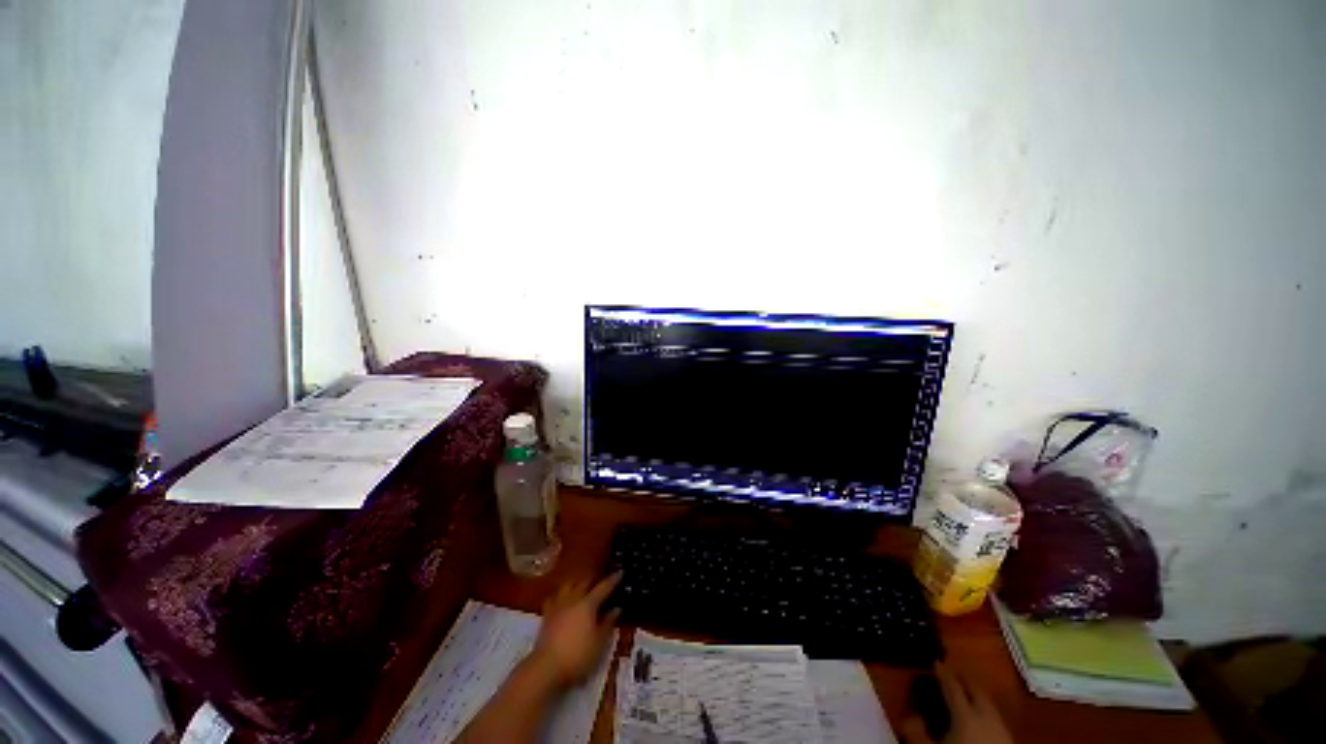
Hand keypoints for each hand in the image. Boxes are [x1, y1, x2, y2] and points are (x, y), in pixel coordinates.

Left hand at [526, 573, 621, 688]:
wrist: (546, 668)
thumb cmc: (578, 656)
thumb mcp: (599, 643)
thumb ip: (608, 623)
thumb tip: (616, 609)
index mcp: (588, 604)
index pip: (603, 587)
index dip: (613, 580)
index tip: (621, 572)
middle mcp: (573, 599)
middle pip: (584, 582)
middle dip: (593, 578)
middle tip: (601, 578)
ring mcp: (558, 606)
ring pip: (568, 585)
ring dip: (576, 582)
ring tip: (581, 583)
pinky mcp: (546, 615)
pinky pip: (553, 597)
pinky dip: (560, 594)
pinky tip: (561, 598)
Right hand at [902, 662, 1013, 743]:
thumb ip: (918, 731)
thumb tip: (910, 716)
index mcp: (966, 712)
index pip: (952, 686)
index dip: (942, 673)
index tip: (936, 662)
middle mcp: (985, 714)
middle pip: (975, 690)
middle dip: (963, 680)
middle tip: (953, 674)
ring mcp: (1000, 726)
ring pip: (988, 703)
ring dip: (976, 695)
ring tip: (967, 693)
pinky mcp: (1009, 737)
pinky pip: (996, 716)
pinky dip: (986, 711)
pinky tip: (981, 717)